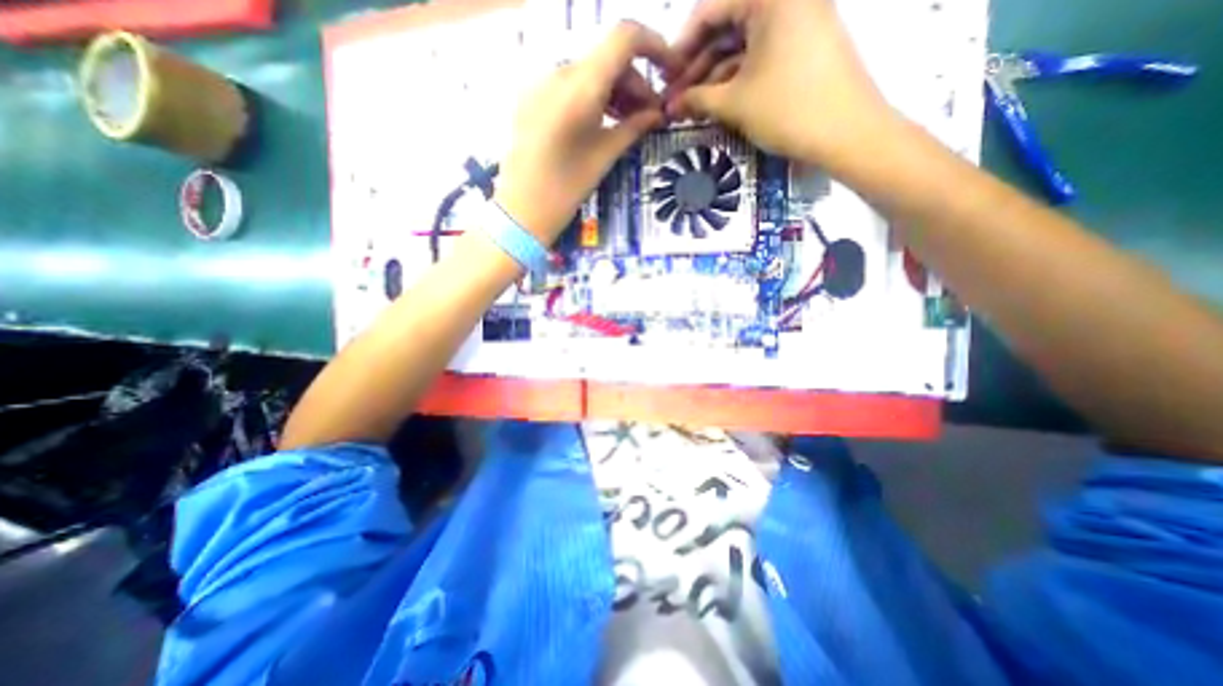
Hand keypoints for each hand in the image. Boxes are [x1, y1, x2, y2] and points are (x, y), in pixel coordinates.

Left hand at [497, 21, 676, 246]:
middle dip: (635, 82)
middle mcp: (558, 73)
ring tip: (630, 122)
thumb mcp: (604, 156)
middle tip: (651, 115)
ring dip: (615, 91)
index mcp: (580, 87)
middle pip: (607, 59)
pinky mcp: (532, 99)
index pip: (624, 38)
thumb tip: (658, 113)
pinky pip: (570, 86)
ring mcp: (541, 84)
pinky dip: (593, 97)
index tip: (670, 72)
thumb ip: (634, 127)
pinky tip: (603, 122)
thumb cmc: (566, 188)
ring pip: (589, 73)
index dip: (654, 46)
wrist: (522, 211)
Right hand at [668, 0, 895, 169]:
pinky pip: (761, 56)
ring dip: (714, 76)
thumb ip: (697, 99)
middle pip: (727, 27)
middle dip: (697, 66)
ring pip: (743, 45)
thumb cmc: (787, 109)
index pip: (710, 9)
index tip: (665, 76)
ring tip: (691, 106)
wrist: (847, 133)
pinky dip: (737, 78)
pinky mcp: (805, 45)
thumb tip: (671, 105)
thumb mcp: (734, 103)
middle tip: (676, 97)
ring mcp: (799, 21)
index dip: (681, 46)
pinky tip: (717, 102)